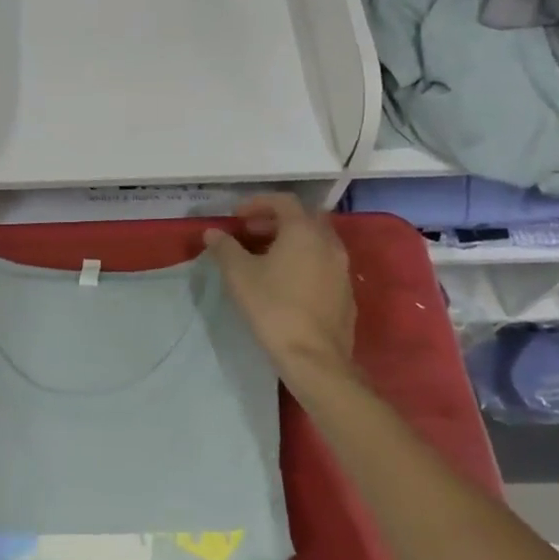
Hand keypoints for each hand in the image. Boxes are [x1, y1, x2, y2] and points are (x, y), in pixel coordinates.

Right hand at [204, 195, 356, 385]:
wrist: (315, 358)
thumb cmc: (273, 308)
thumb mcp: (239, 275)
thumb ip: (225, 248)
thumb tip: (212, 232)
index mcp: (304, 231)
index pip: (284, 201)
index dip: (258, 203)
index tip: (237, 217)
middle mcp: (329, 243)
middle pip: (303, 219)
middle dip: (275, 221)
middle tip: (250, 234)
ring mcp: (342, 269)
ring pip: (316, 243)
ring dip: (291, 242)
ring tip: (265, 259)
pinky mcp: (346, 294)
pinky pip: (324, 265)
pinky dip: (305, 262)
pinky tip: (287, 284)